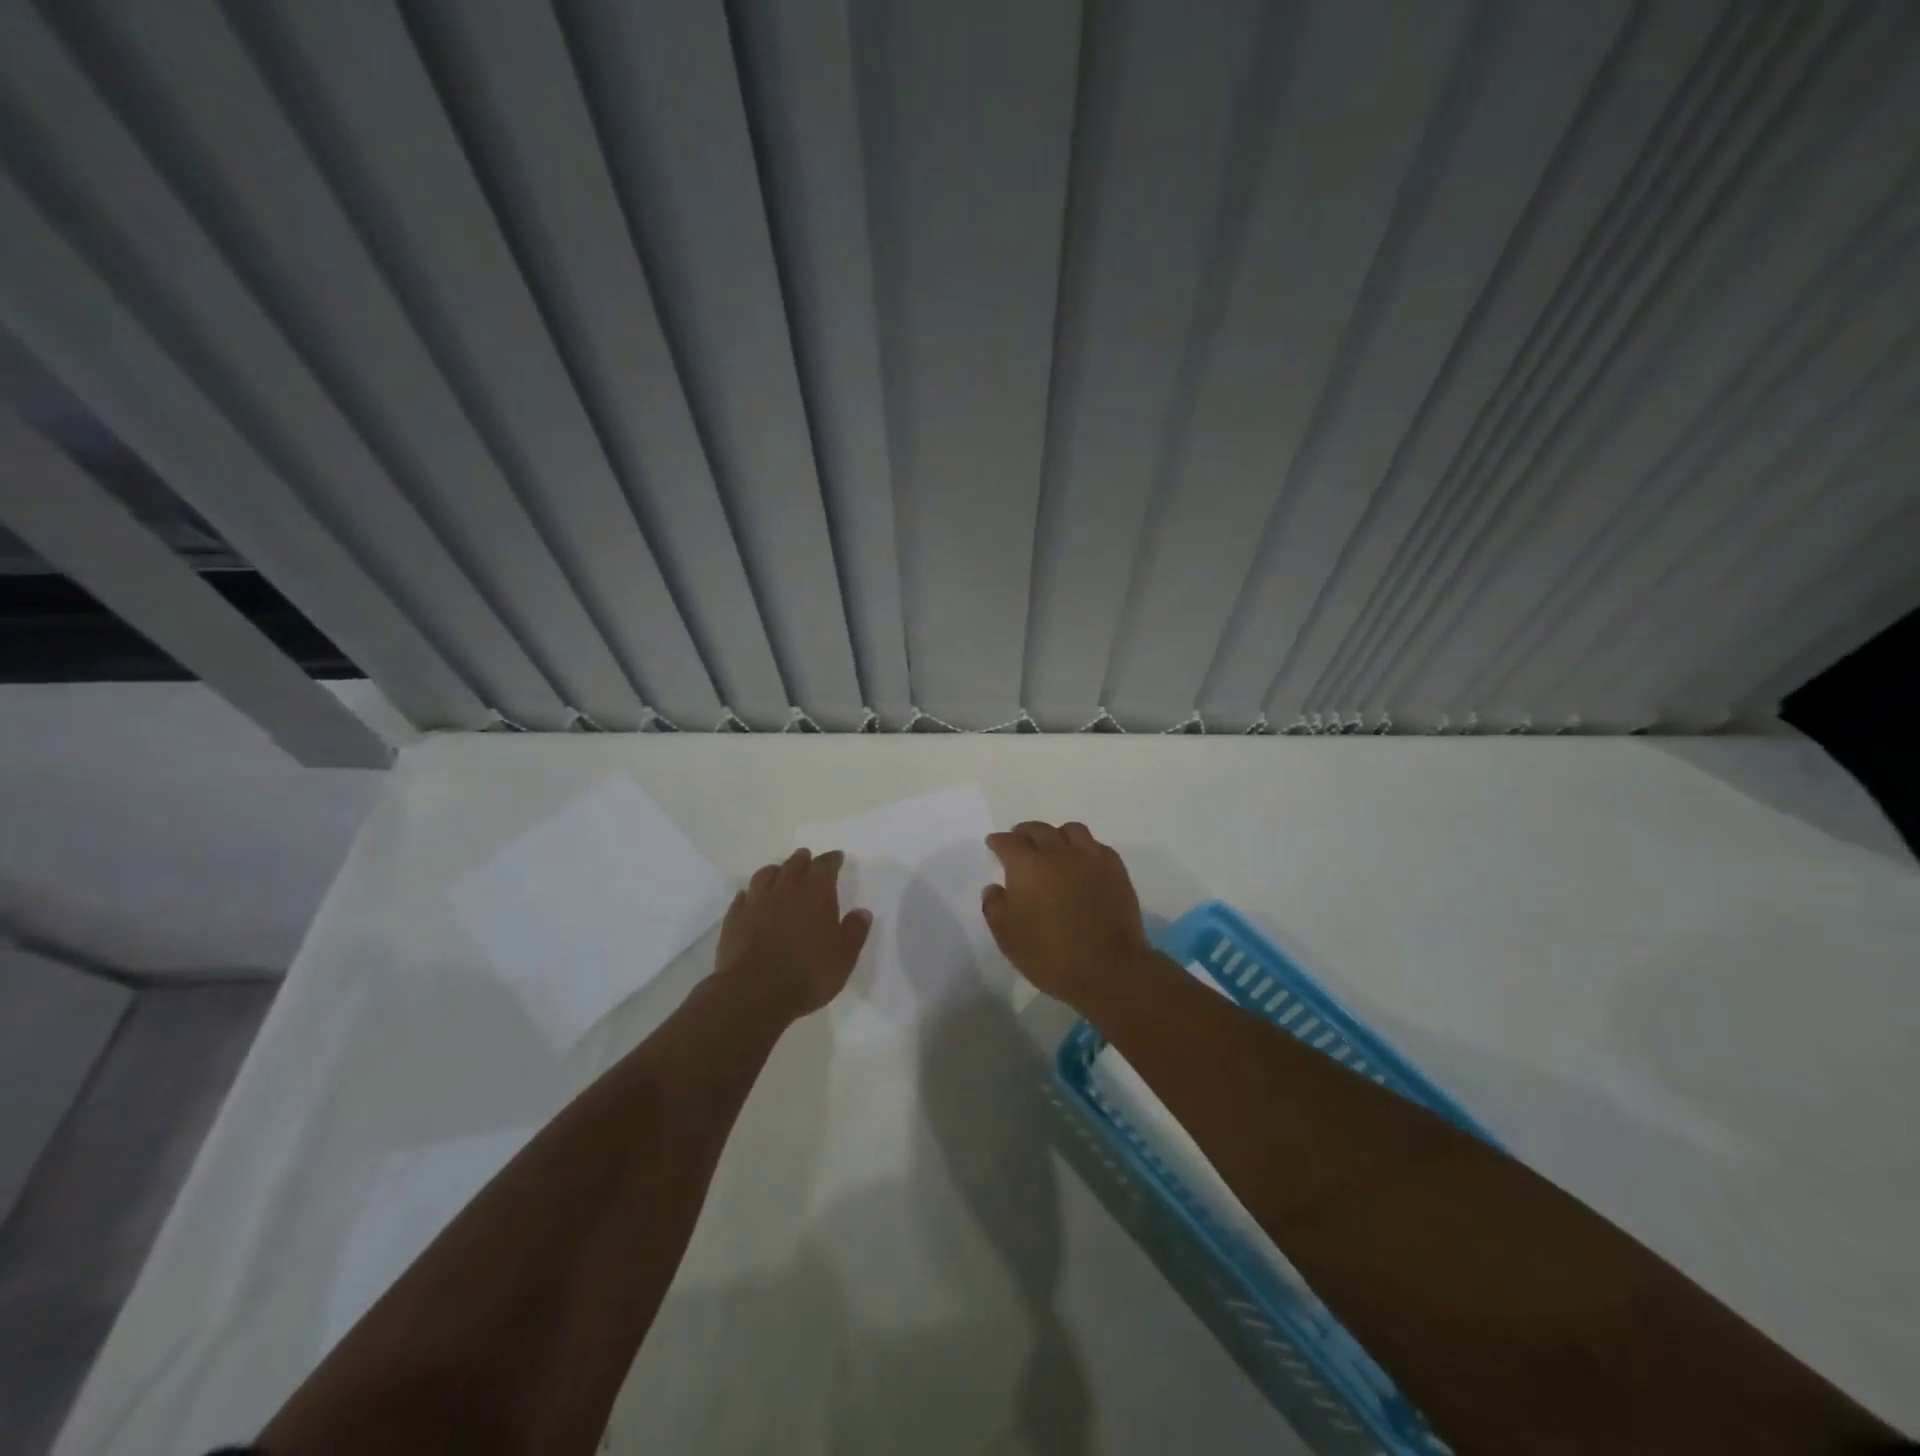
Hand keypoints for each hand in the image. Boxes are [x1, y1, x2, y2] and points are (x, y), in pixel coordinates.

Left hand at [715, 849, 871, 1019]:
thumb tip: (862, 912)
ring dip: (775, 871)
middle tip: (808, 860)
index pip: (825, 865)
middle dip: (803, 860)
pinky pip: (743, 897)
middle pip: (794, 864)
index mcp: (816, 894)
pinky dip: (750, 893)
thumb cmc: (809, 973)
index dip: (832, 859)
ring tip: (779, 873)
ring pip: (765, 875)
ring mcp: (756, 902)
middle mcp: (785, 890)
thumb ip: (854, 931)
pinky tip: (751, 898)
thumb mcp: (844, 956)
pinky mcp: (734, 919)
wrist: (755, 993)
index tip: (837, 857)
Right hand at [981, 821, 1153, 1010]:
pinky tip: (1083, 862)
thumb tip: (993, 888)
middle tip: (1019, 840)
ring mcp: (1089, 858)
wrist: (1108, 968)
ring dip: (1057, 835)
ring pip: (1071, 830)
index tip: (994, 844)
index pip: (1007, 842)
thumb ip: (995, 907)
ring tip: (1054, 847)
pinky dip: (1085, 848)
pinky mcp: (1115, 869)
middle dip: (1024, 832)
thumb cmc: (1050, 954)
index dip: (998, 841)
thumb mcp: (1008, 937)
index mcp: (1026, 865)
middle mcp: (1057, 852)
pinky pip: (1097, 845)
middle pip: (1038, 830)